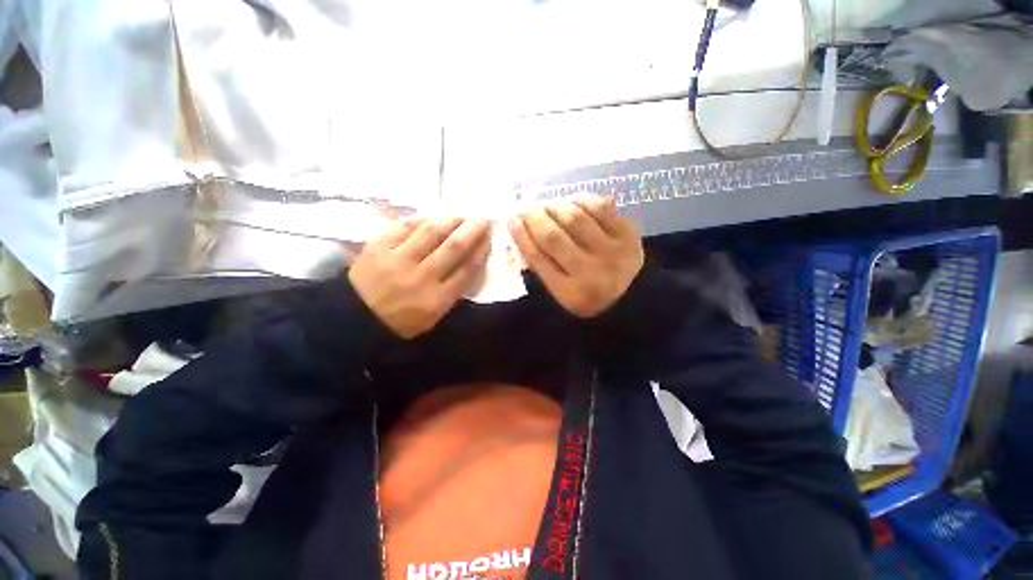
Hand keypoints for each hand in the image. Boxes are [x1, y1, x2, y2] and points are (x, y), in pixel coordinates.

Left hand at [349, 217, 490, 338]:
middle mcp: (421, 277)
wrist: (355, 319)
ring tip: (460, 216)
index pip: (467, 269)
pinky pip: (404, 226)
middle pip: (453, 247)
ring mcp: (398, 260)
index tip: (489, 238)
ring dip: (450, 220)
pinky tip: (431, 218)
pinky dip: (421, 219)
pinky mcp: (378, 247)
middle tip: (482, 219)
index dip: (481, 251)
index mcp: (437, 299)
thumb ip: (453, 292)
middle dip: (472, 230)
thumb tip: (470, 262)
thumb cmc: (401, 321)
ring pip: (431, 232)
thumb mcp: (434, 316)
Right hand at [509, 196, 643, 317]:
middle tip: (528, 209)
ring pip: (575, 218)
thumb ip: (542, 266)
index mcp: (570, 292)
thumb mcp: (561, 292)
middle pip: (553, 237)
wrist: (632, 296)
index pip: (538, 258)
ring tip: (548, 205)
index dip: (521, 235)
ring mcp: (611, 251)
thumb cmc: (589, 295)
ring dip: (555, 206)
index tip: (512, 219)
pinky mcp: (628, 234)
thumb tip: (522, 230)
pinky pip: (600, 207)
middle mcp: (590, 272)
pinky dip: (581, 199)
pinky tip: (572, 201)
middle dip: (535, 218)